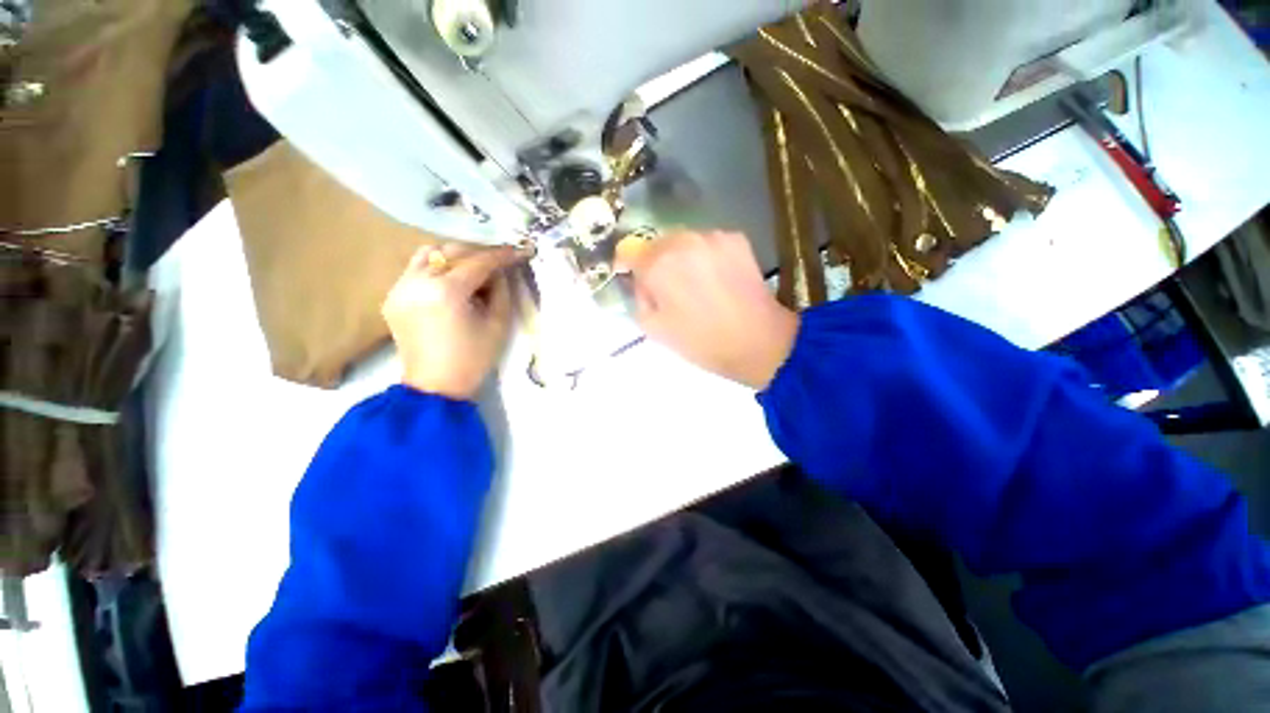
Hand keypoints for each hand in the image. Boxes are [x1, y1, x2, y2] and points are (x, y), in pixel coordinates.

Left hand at [382, 244, 527, 399]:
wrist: (435, 386)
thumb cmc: (473, 359)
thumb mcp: (498, 324)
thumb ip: (501, 291)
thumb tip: (500, 271)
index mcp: (446, 292)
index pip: (477, 262)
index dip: (500, 255)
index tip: (518, 251)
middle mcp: (417, 282)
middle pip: (450, 251)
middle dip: (478, 253)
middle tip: (497, 263)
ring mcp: (399, 288)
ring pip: (427, 254)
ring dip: (453, 257)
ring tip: (472, 270)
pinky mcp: (392, 297)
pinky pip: (415, 270)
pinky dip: (436, 269)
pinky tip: (451, 284)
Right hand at [619, 231, 798, 388]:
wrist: (758, 341)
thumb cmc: (701, 341)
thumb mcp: (654, 329)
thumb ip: (637, 298)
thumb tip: (640, 282)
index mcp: (658, 264)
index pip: (627, 249)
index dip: (626, 265)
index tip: (632, 279)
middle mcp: (683, 240)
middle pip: (656, 243)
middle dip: (655, 262)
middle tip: (666, 288)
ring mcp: (712, 236)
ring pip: (682, 240)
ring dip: (680, 257)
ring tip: (694, 284)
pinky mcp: (736, 238)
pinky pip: (707, 242)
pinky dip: (704, 256)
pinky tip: (715, 278)